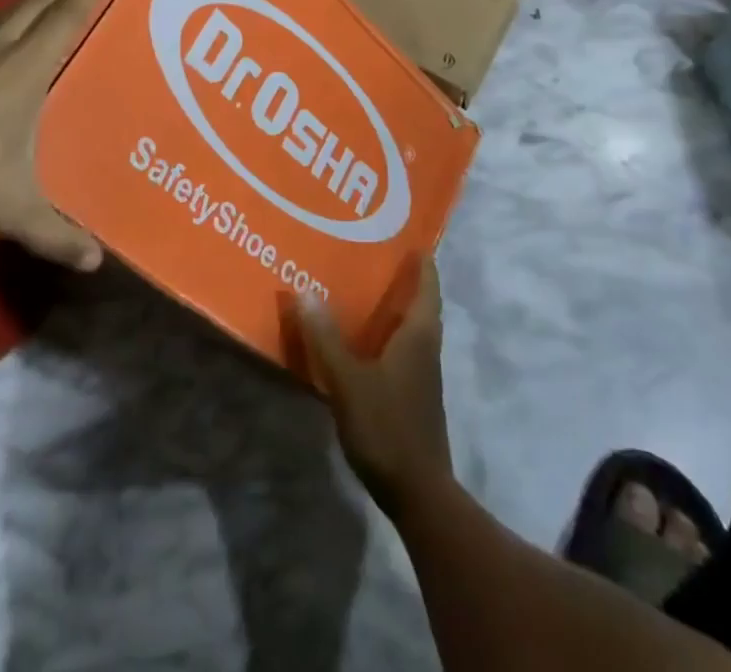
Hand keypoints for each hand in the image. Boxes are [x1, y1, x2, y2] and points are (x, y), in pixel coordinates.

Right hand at [290, 254, 451, 517]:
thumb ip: (325, 338)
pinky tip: (362, 340)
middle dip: (404, 280)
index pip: (427, 286)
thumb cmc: (387, 426)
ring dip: (394, 308)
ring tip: (364, 289)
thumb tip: (303, 291)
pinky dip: (387, 335)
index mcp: (419, 335)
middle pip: (421, 304)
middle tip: (375, 255)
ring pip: (411, 328)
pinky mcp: (413, 396)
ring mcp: (422, 375)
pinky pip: (402, 350)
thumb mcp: (348, 381)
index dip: (422, 262)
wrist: (418, 493)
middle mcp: (426, 348)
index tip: (410, 237)